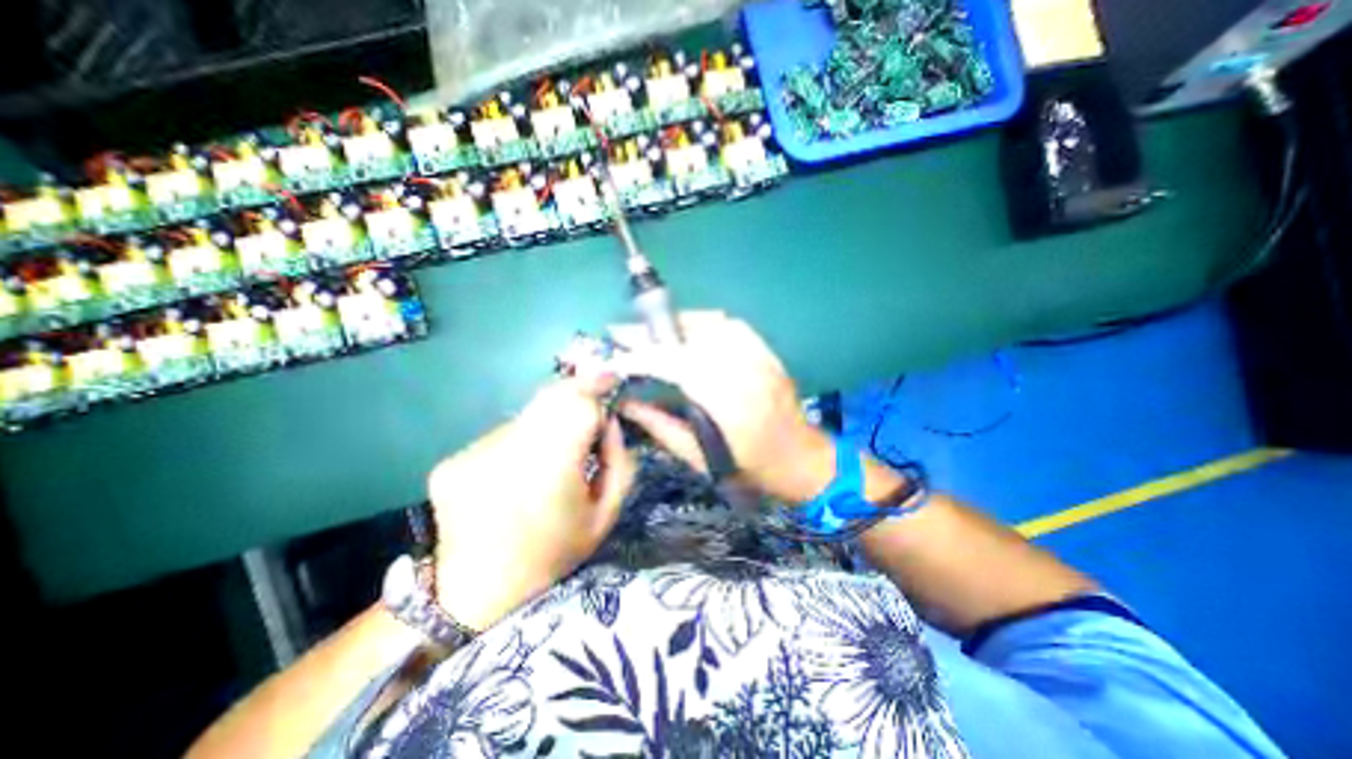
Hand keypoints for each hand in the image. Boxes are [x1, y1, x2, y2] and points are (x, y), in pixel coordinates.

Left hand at [426, 377, 634, 631]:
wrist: (474, 595)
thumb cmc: (553, 554)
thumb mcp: (605, 514)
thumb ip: (619, 461)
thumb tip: (609, 421)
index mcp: (552, 471)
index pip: (578, 405)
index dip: (597, 387)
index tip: (612, 381)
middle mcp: (508, 453)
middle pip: (550, 398)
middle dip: (576, 393)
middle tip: (590, 408)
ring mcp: (473, 453)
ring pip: (526, 415)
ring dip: (547, 422)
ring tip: (551, 454)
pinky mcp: (452, 460)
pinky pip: (501, 434)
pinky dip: (519, 441)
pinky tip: (517, 471)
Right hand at [612, 310, 834, 503]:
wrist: (800, 458)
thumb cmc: (748, 468)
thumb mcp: (697, 458)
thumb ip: (659, 425)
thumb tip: (626, 400)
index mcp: (727, 401)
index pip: (674, 364)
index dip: (640, 357)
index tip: (613, 356)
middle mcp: (744, 369)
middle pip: (689, 337)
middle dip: (649, 334)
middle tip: (620, 334)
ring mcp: (759, 355)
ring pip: (709, 323)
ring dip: (673, 323)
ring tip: (649, 332)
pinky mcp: (765, 350)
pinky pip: (729, 325)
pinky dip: (702, 324)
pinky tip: (687, 333)